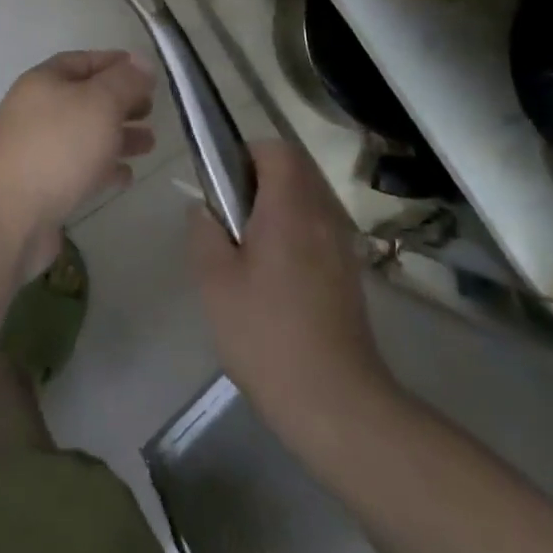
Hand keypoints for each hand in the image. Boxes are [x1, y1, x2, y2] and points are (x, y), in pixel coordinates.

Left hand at [0, 51, 156, 273]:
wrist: (7, 215)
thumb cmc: (57, 147)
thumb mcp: (99, 103)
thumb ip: (125, 81)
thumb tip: (142, 62)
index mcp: (45, 81)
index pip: (83, 61)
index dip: (116, 63)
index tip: (147, 73)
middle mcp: (37, 111)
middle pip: (85, 98)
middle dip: (120, 102)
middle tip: (152, 110)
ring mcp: (37, 150)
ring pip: (85, 135)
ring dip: (117, 136)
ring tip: (150, 144)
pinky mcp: (42, 186)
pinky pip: (79, 169)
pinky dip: (104, 168)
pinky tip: (126, 176)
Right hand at [189, 142, 396, 461]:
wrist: (335, 402)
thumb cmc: (267, 335)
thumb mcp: (215, 282)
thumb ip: (204, 232)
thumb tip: (204, 208)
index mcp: (290, 207)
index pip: (276, 149)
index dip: (246, 153)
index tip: (223, 181)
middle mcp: (322, 215)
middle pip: (296, 169)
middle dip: (260, 178)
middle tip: (230, 214)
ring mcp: (341, 244)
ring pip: (308, 198)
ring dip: (279, 205)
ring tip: (248, 245)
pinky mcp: (349, 273)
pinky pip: (319, 228)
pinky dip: (296, 231)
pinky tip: (274, 274)